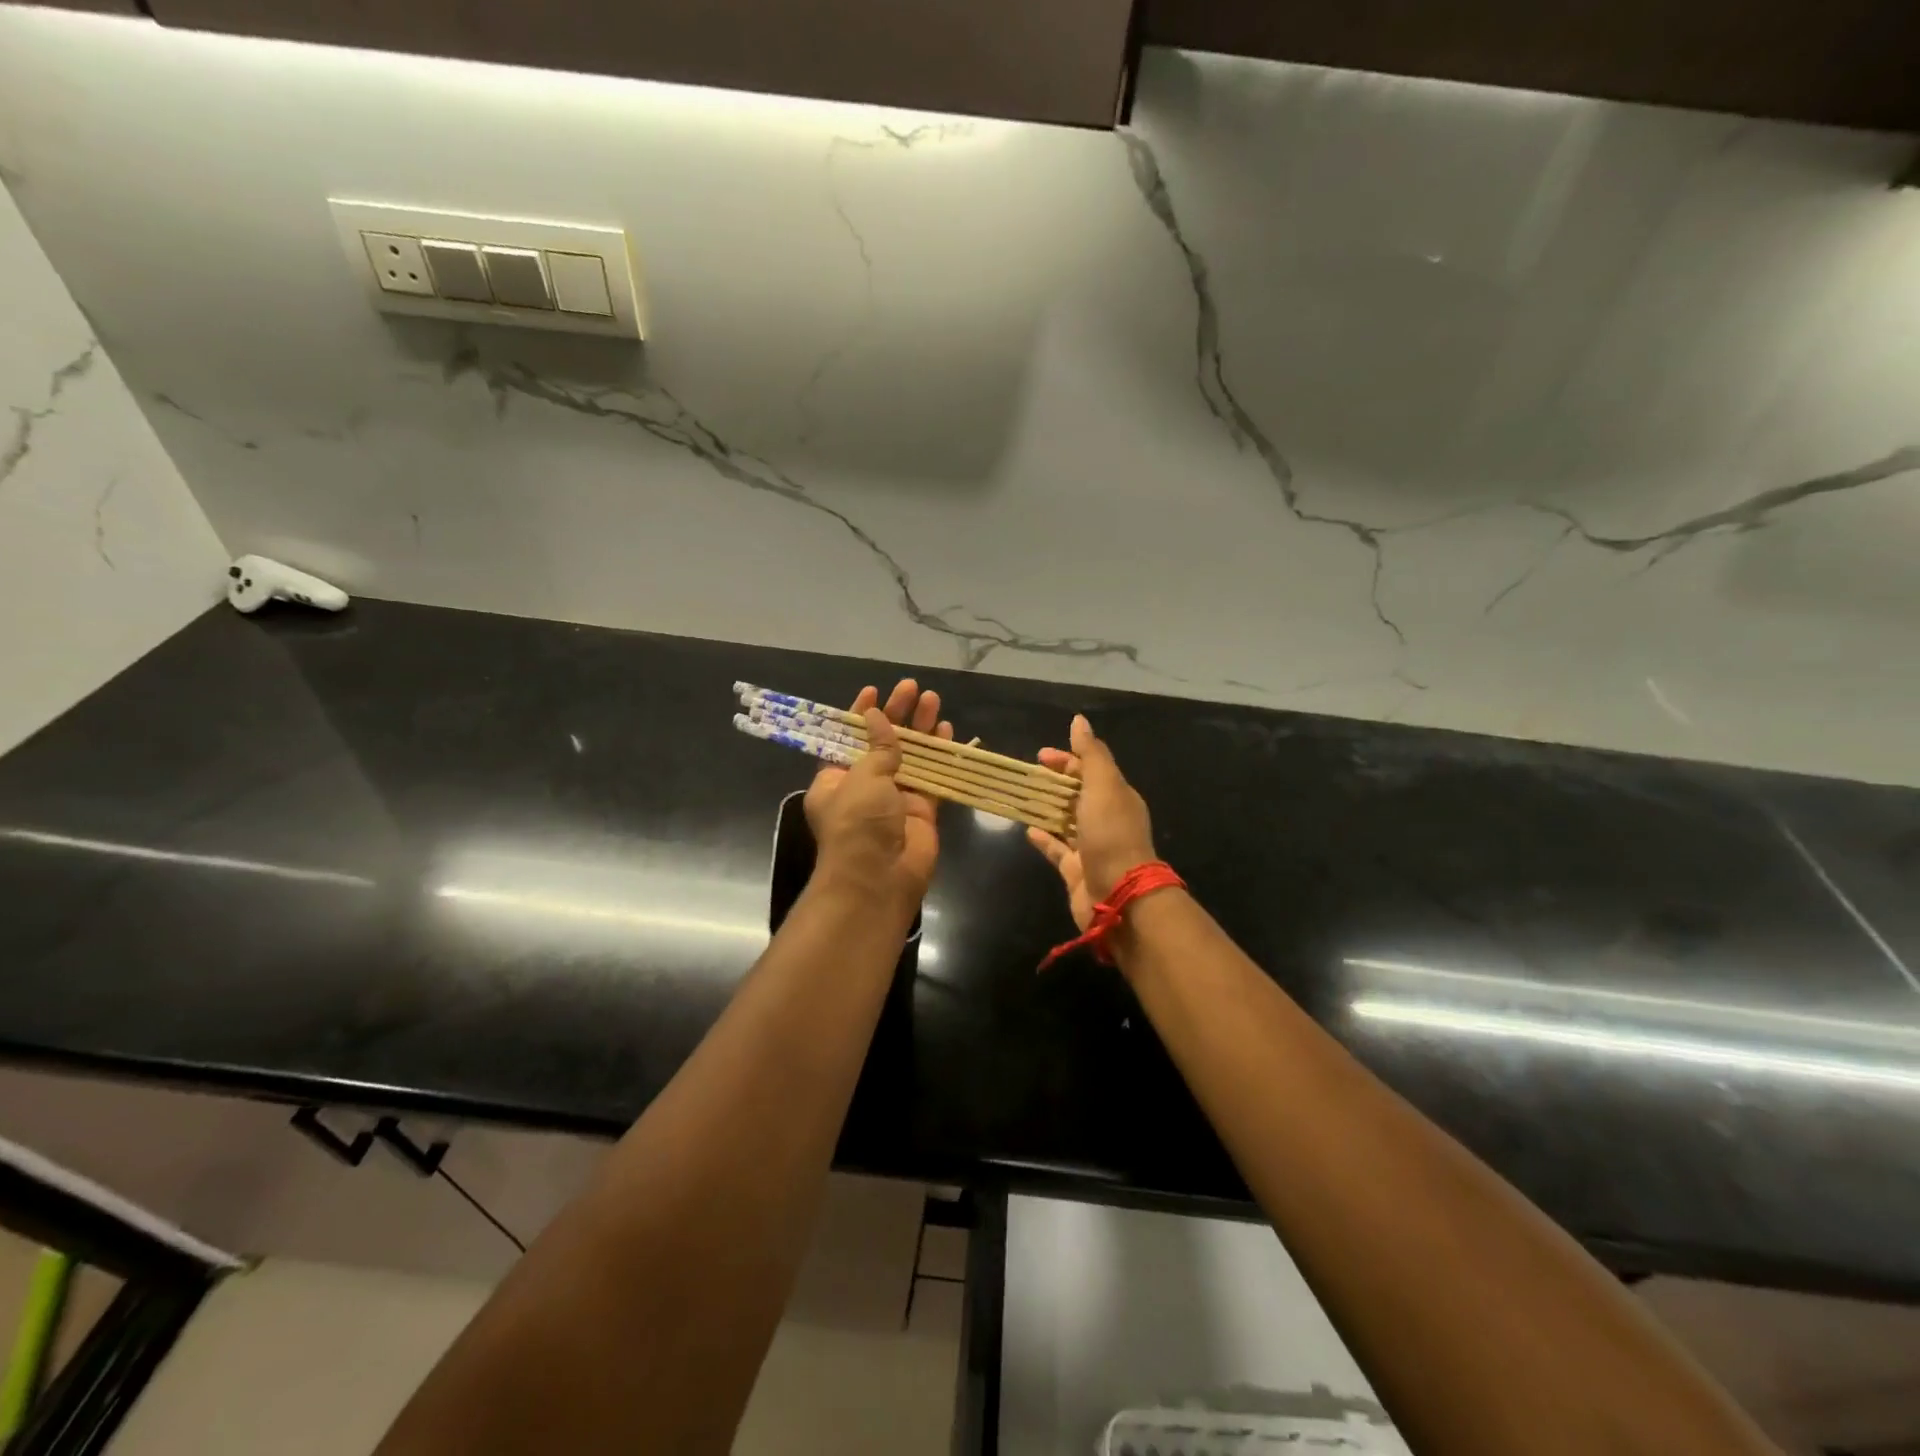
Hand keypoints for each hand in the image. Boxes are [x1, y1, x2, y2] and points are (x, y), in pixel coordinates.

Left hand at [804, 680, 952, 907]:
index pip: (847, 738)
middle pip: (882, 742)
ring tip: (932, 699)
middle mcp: (864, 786)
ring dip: (920, 729)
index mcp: (835, 779)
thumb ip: (878, 747)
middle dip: (897, 715)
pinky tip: (947, 731)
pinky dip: (939, 754)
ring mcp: (894, 798)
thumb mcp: (862, 777)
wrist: (879, 877)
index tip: (874, 691)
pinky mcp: (921, 810)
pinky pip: (931, 776)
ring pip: (910, 756)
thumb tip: (879, 717)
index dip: (860, 714)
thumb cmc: (858, 822)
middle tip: (912, 688)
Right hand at [1026, 714, 1157, 931]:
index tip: (1041, 756)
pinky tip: (1028, 831)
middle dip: (1055, 782)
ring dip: (1047, 808)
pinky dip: (1044, 838)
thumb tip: (1079, 720)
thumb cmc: (1111, 834)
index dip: (1067, 759)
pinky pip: (1058, 850)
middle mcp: (1107, 819)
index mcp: (1117, 796)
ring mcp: (1092, 847)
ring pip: (1066, 821)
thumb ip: (1090, 754)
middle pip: (1078, 794)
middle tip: (1028, 775)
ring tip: (1022, 797)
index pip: (1091, 769)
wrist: (1119, 895)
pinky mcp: (1076, 871)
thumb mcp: (1103, 785)